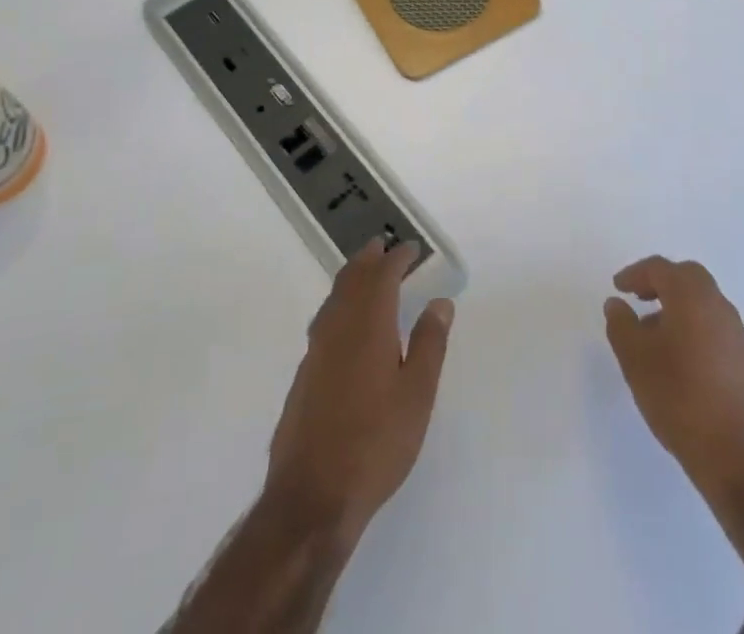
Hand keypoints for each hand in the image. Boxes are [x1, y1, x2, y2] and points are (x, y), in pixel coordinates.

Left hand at [264, 239, 454, 544]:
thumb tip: (439, 302)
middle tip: (383, 246)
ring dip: (351, 278)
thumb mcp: (417, 395)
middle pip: (351, 279)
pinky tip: (345, 323)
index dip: (397, 258)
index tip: (411, 248)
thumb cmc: (375, 443)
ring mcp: (315, 351)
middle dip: (369, 259)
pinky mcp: (304, 375)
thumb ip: (429, 344)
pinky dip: (339, 304)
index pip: (382, 276)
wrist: (312, 497)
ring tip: (366, 274)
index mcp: (368, 325)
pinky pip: (324, 320)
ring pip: (334, 298)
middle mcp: (337, 327)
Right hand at [603, 256, 743, 493]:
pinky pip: (713, 325)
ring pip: (702, 302)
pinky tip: (678, 357)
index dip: (635, 274)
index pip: (660, 269)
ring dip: (677, 305)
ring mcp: (736, 333)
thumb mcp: (635, 359)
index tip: (618, 287)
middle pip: (687, 277)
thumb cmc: (678, 396)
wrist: (735, 455)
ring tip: (652, 332)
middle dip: (660, 282)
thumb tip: (616, 304)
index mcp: (692, 297)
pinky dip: (692, 325)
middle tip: (638, 297)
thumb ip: (621, 325)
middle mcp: (718, 305)